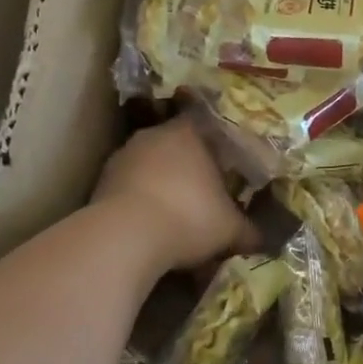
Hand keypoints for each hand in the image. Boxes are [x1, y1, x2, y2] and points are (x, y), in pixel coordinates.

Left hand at [91, 118, 255, 271]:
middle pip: (176, 145)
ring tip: (176, 213)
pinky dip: (140, 202)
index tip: (226, 162)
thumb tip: (262, 240)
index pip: (205, 123)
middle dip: (189, 166)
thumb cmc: (189, 217)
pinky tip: (150, 227)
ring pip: (150, 165)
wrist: (124, 238)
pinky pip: (129, 188)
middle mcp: (154, 135)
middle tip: (205, 190)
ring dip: (162, 184)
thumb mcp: (230, 229)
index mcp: (189, 132)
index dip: (217, 142)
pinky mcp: (100, 183)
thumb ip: (249, 231)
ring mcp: (123, 157)